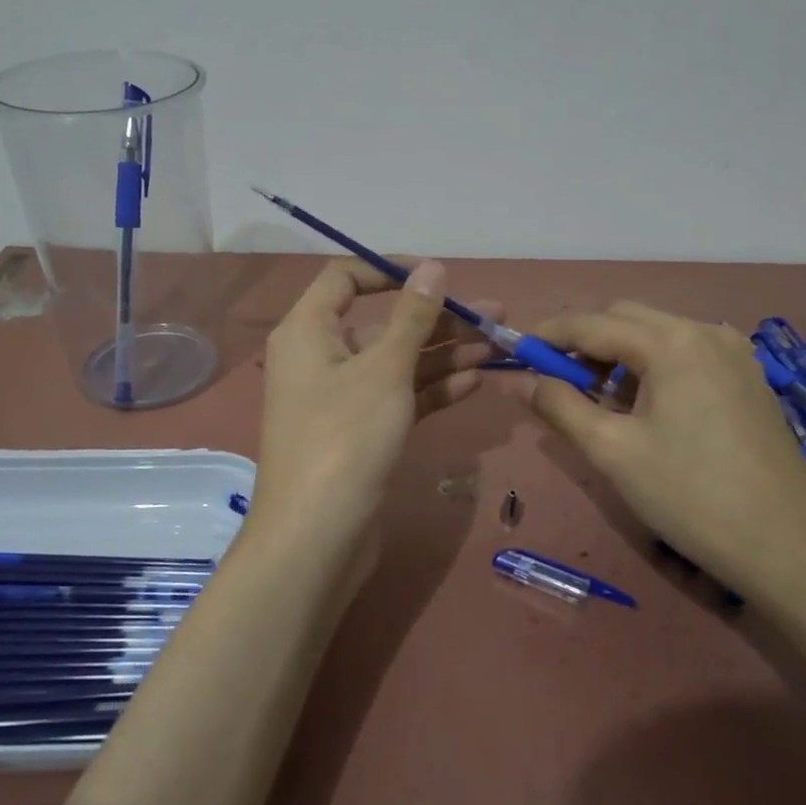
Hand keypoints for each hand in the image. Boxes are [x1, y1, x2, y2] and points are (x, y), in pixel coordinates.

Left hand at [246, 258, 493, 564]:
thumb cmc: (345, 437)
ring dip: (444, 355)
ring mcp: (340, 399)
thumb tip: (432, 267)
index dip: (390, 271)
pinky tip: (475, 383)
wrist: (317, 537)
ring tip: (497, 347)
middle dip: (438, 320)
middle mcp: (320, 358)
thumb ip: (412, 317)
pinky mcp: (359, 434)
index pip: (345, 279)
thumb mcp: (384, 370)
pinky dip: (432, 390)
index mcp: (308, 331)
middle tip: (495, 316)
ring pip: (396, 364)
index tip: (438, 277)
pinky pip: (399, 398)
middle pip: (382, 324)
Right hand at [513, 302, 805, 624]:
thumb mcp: (612, 451)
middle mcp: (705, 332)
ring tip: (599, 401)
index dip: (547, 335)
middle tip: (557, 382)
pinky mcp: (748, 380)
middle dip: (584, 342)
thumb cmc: (690, 496)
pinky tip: (645, 408)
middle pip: (626, 319)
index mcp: (671, 342)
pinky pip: (685, 354)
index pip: (591, 322)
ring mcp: (734, 354)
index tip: (516, 354)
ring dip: (618, 355)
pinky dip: (652, 367)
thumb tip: (517, 379)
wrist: (789, 548)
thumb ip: (558, 405)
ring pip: (657, 335)